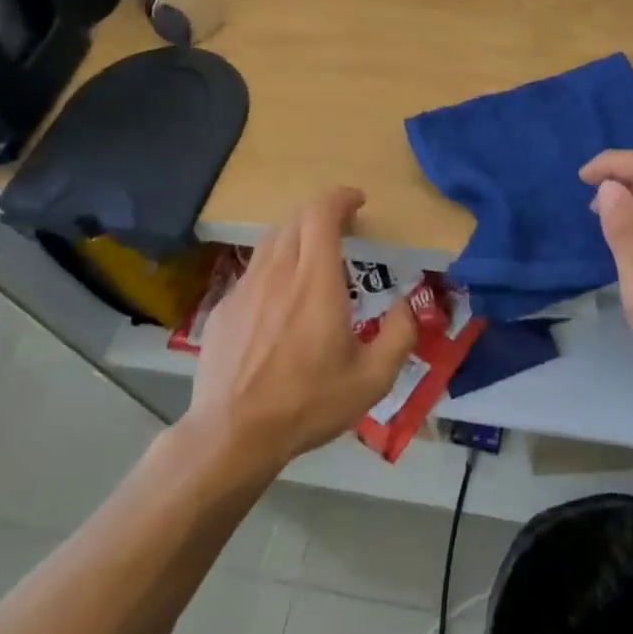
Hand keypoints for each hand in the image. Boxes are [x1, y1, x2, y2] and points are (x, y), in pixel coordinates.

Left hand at [190, 188, 417, 474]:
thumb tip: (408, 304)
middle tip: (343, 229)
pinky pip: (252, 271)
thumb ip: (399, 335)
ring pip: (271, 241)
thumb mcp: (372, 378)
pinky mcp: (223, 308)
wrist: (232, 435)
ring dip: (296, 236)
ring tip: (312, 258)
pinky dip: (273, 267)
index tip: (358, 202)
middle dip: (322, 213)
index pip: (321, 213)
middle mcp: (278, 272)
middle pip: (295, 218)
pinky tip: (279, 300)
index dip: (340, 198)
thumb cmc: (308, 403)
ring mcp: (245, 288)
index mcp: (316, 281)